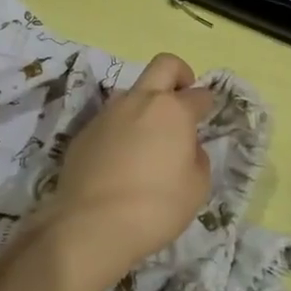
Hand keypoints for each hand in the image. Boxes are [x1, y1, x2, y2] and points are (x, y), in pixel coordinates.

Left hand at [45, 53, 215, 276]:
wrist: (92, 225)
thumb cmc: (157, 207)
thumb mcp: (197, 187)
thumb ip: (196, 157)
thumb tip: (186, 147)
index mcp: (173, 110)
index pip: (199, 94)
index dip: (207, 104)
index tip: (207, 116)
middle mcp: (139, 102)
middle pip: (163, 65)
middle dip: (179, 74)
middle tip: (182, 99)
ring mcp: (107, 114)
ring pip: (132, 93)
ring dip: (145, 105)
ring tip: (148, 140)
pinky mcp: (83, 133)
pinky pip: (110, 121)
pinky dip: (121, 131)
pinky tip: (121, 161)